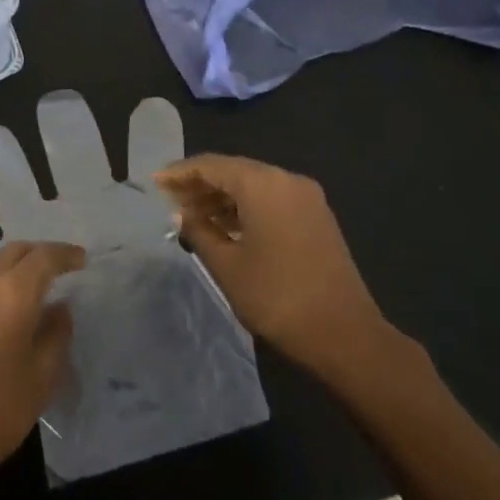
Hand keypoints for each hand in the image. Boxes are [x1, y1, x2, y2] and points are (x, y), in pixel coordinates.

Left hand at [0, 241, 84, 486]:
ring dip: (9, 262)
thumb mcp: (43, 374)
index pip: (44, 257)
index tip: (81, 260)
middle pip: (14, 250)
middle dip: (38, 254)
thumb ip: (56, 333)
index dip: (66, 254)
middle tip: (56, 269)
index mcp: (13, 292)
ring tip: (23, 280)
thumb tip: (59, 307)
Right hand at [156, 155, 407, 386]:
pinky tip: (225, 225)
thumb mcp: (226, 265)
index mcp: (263, 185)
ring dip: (223, 196)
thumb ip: (199, 231)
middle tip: (170, 201)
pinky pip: (272, 199)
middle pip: (235, 170)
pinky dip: (245, 207)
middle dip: (201, 183)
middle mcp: (287, 180)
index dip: (180, 173)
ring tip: (192, 215)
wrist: (343, 333)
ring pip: (254, 185)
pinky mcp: (316, 217)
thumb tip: (182, 213)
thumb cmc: (276, 297)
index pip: (212, 165)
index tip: (155, 183)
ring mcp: (307, 198)